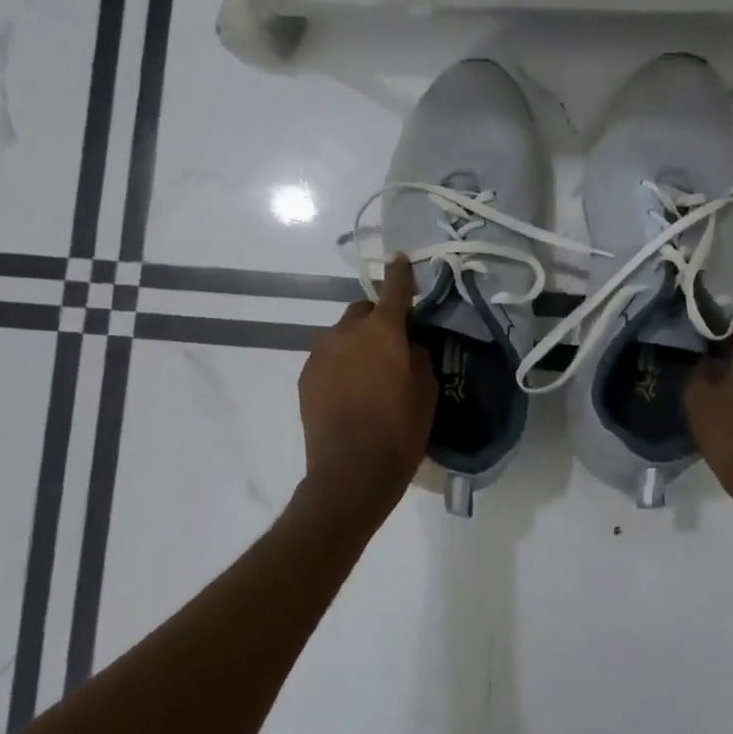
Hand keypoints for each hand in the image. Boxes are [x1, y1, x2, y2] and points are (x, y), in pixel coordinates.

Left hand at [298, 255, 436, 514]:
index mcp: (382, 332)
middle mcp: (346, 333)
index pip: (393, 290)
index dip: (400, 274)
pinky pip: (329, 357)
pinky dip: (341, 363)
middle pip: (363, 312)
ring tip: (370, 375)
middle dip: (378, 320)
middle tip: (393, 346)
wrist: (350, 474)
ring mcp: (320, 353)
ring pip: (343, 335)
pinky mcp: (306, 375)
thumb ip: (418, 356)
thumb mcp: (426, 392)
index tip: (401, 260)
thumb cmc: (399, 432)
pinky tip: (350, 391)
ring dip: (358, 343)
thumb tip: (408, 344)